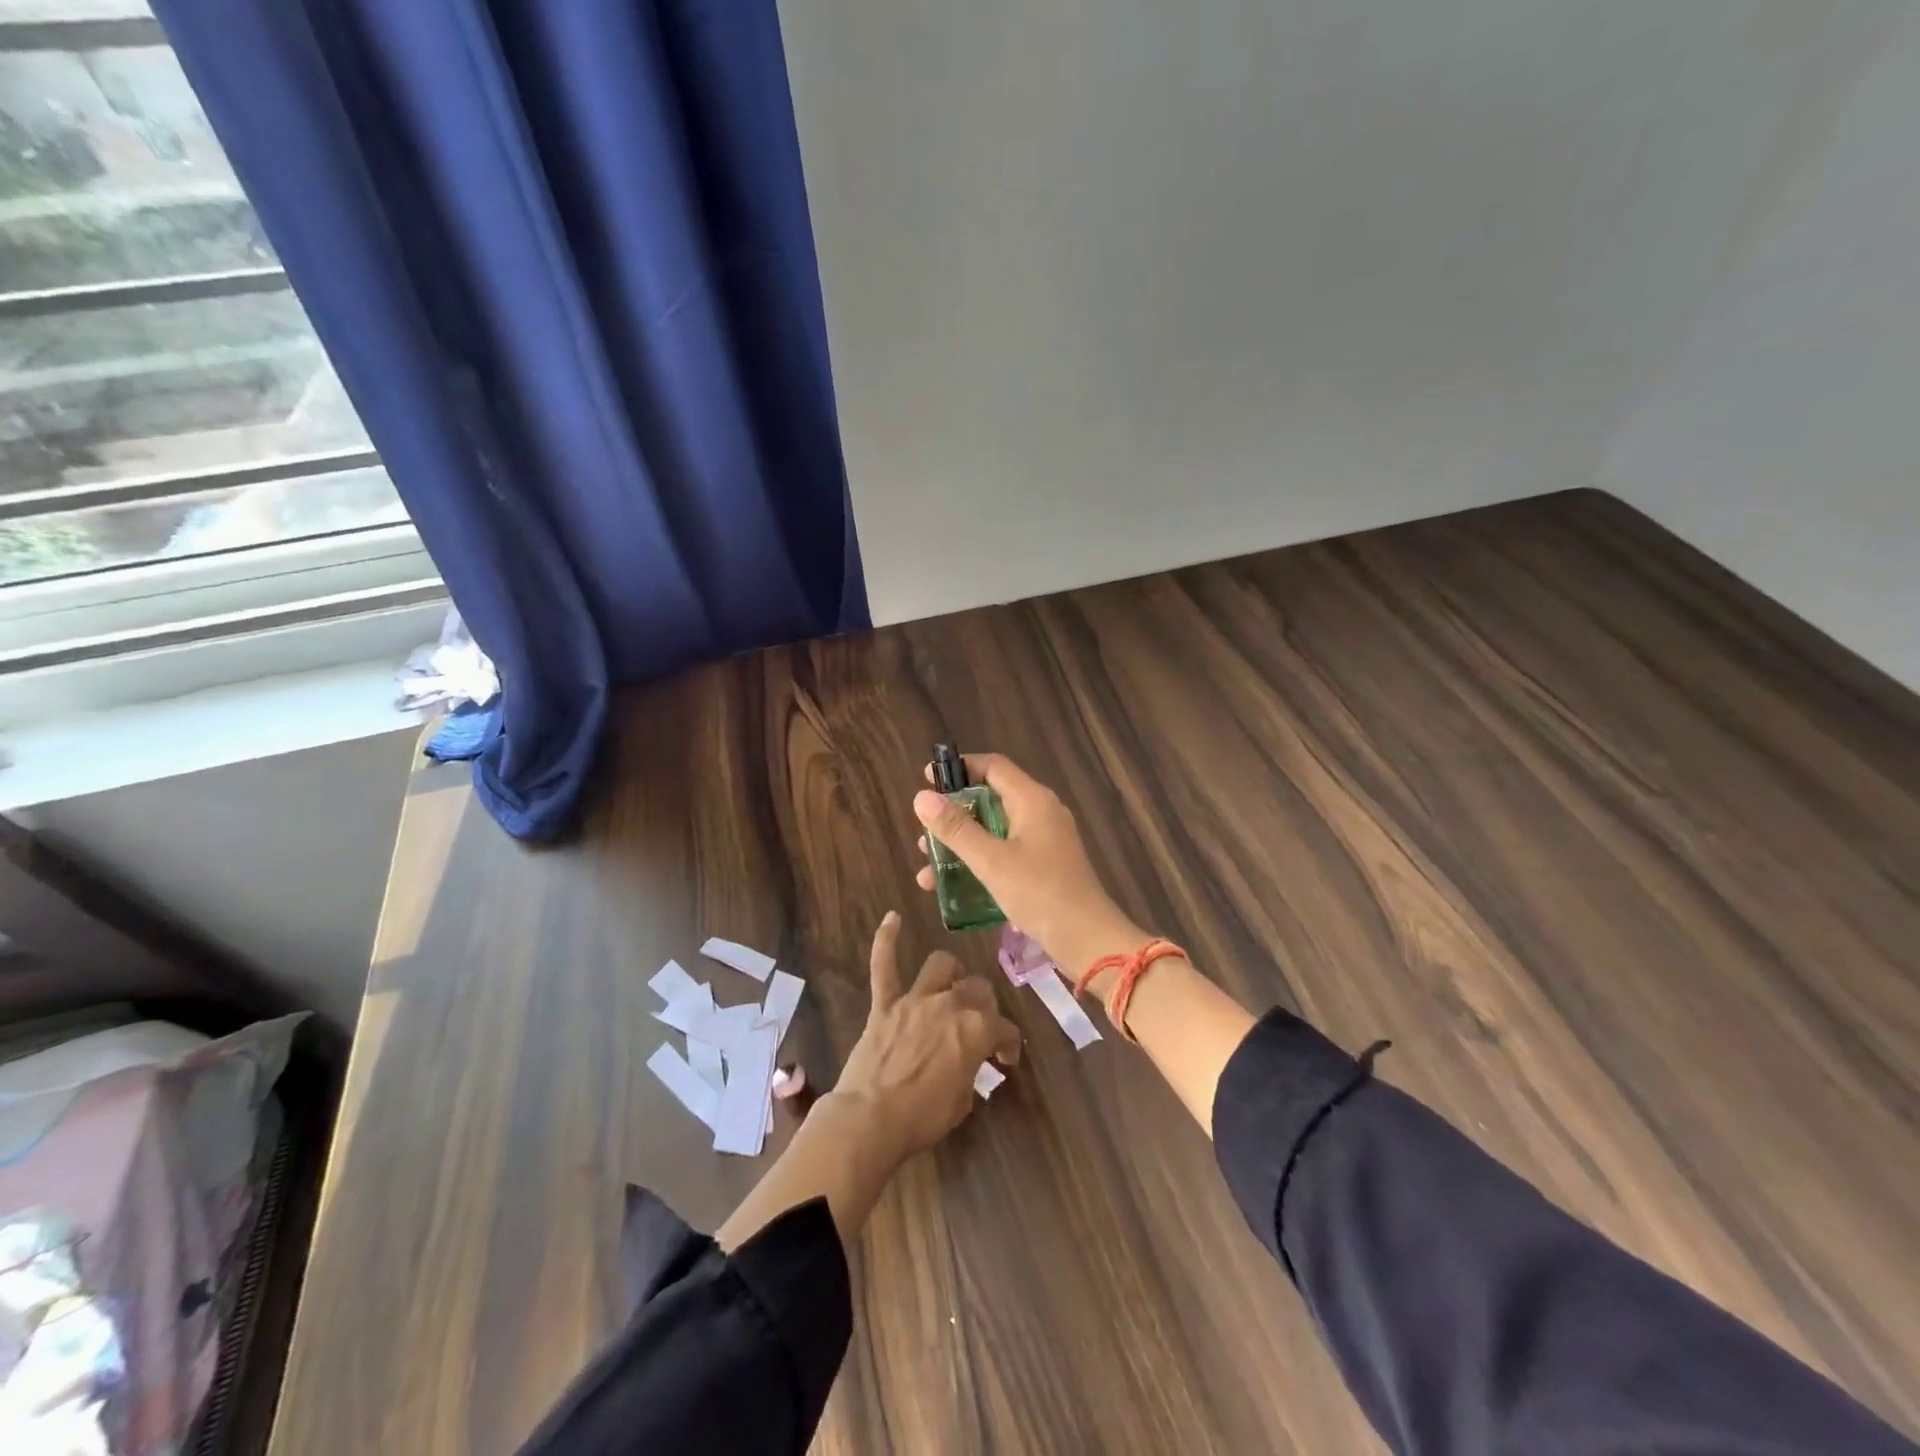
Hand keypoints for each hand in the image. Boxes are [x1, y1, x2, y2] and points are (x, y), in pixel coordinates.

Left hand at [828, 911, 1020, 1166]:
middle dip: (983, 1004)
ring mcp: (915, 999)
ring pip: (941, 965)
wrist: (871, 1118)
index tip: (1005, 1058)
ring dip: (950, 973)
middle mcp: (951, 1003)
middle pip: (978, 987)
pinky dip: (886, 940)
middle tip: (978, 1023)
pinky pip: (884, 965)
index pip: (1005, 1028)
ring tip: (950, 984)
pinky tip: (892, 918)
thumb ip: (971, 1068)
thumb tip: (969, 1059)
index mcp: (977, 1028)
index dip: (1009, 1044)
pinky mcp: (884, 1003)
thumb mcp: (963, 1099)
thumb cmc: (923, 1116)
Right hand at [913, 753, 1146, 981]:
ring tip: (928, 867)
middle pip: (990, 798)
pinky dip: (979, 862)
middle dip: (954, 815)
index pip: (993, 766)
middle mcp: (1040, 812)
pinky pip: (1004, 852)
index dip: (959, 768)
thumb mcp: (991, 861)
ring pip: (994, 830)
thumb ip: (956, 829)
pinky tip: (952, 887)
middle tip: (925, 833)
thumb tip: (921, 797)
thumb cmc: (1040, 893)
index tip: (926, 780)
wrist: (1088, 940)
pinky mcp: (1044, 865)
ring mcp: (1044, 840)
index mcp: (1032, 800)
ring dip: (961, 844)